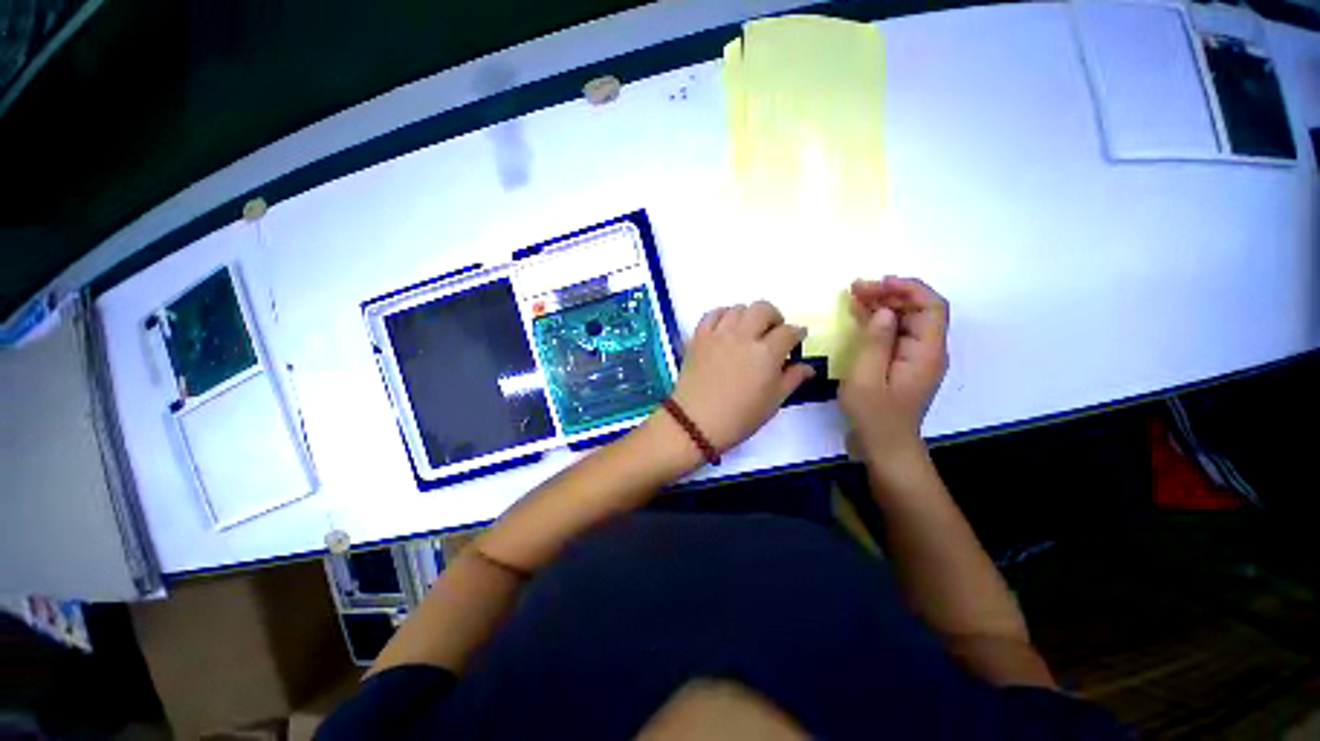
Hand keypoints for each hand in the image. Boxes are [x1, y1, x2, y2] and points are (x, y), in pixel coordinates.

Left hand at [667, 301, 815, 453]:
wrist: (695, 422)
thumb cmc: (739, 417)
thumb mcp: (773, 402)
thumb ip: (792, 379)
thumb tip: (808, 367)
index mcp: (766, 353)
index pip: (788, 331)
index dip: (797, 333)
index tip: (797, 339)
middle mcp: (743, 336)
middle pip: (763, 309)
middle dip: (774, 317)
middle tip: (773, 332)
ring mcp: (718, 334)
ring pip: (738, 308)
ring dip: (749, 316)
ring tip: (748, 331)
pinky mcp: (699, 337)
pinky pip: (712, 314)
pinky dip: (722, 315)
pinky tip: (725, 327)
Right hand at [840, 277, 948, 461]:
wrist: (884, 445)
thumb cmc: (874, 415)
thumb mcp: (867, 378)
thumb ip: (877, 342)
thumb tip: (885, 311)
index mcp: (927, 352)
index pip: (932, 307)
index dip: (910, 288)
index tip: (880, 282)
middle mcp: (927, 350)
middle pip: (917, 310)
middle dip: (889, 293)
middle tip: (856, 287)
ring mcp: (914, 357)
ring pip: (904, 320)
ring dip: (881, 304)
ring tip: (854, 294)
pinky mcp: (901, 363)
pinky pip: (894, 334)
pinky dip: (878, 321)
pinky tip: (859, 312)